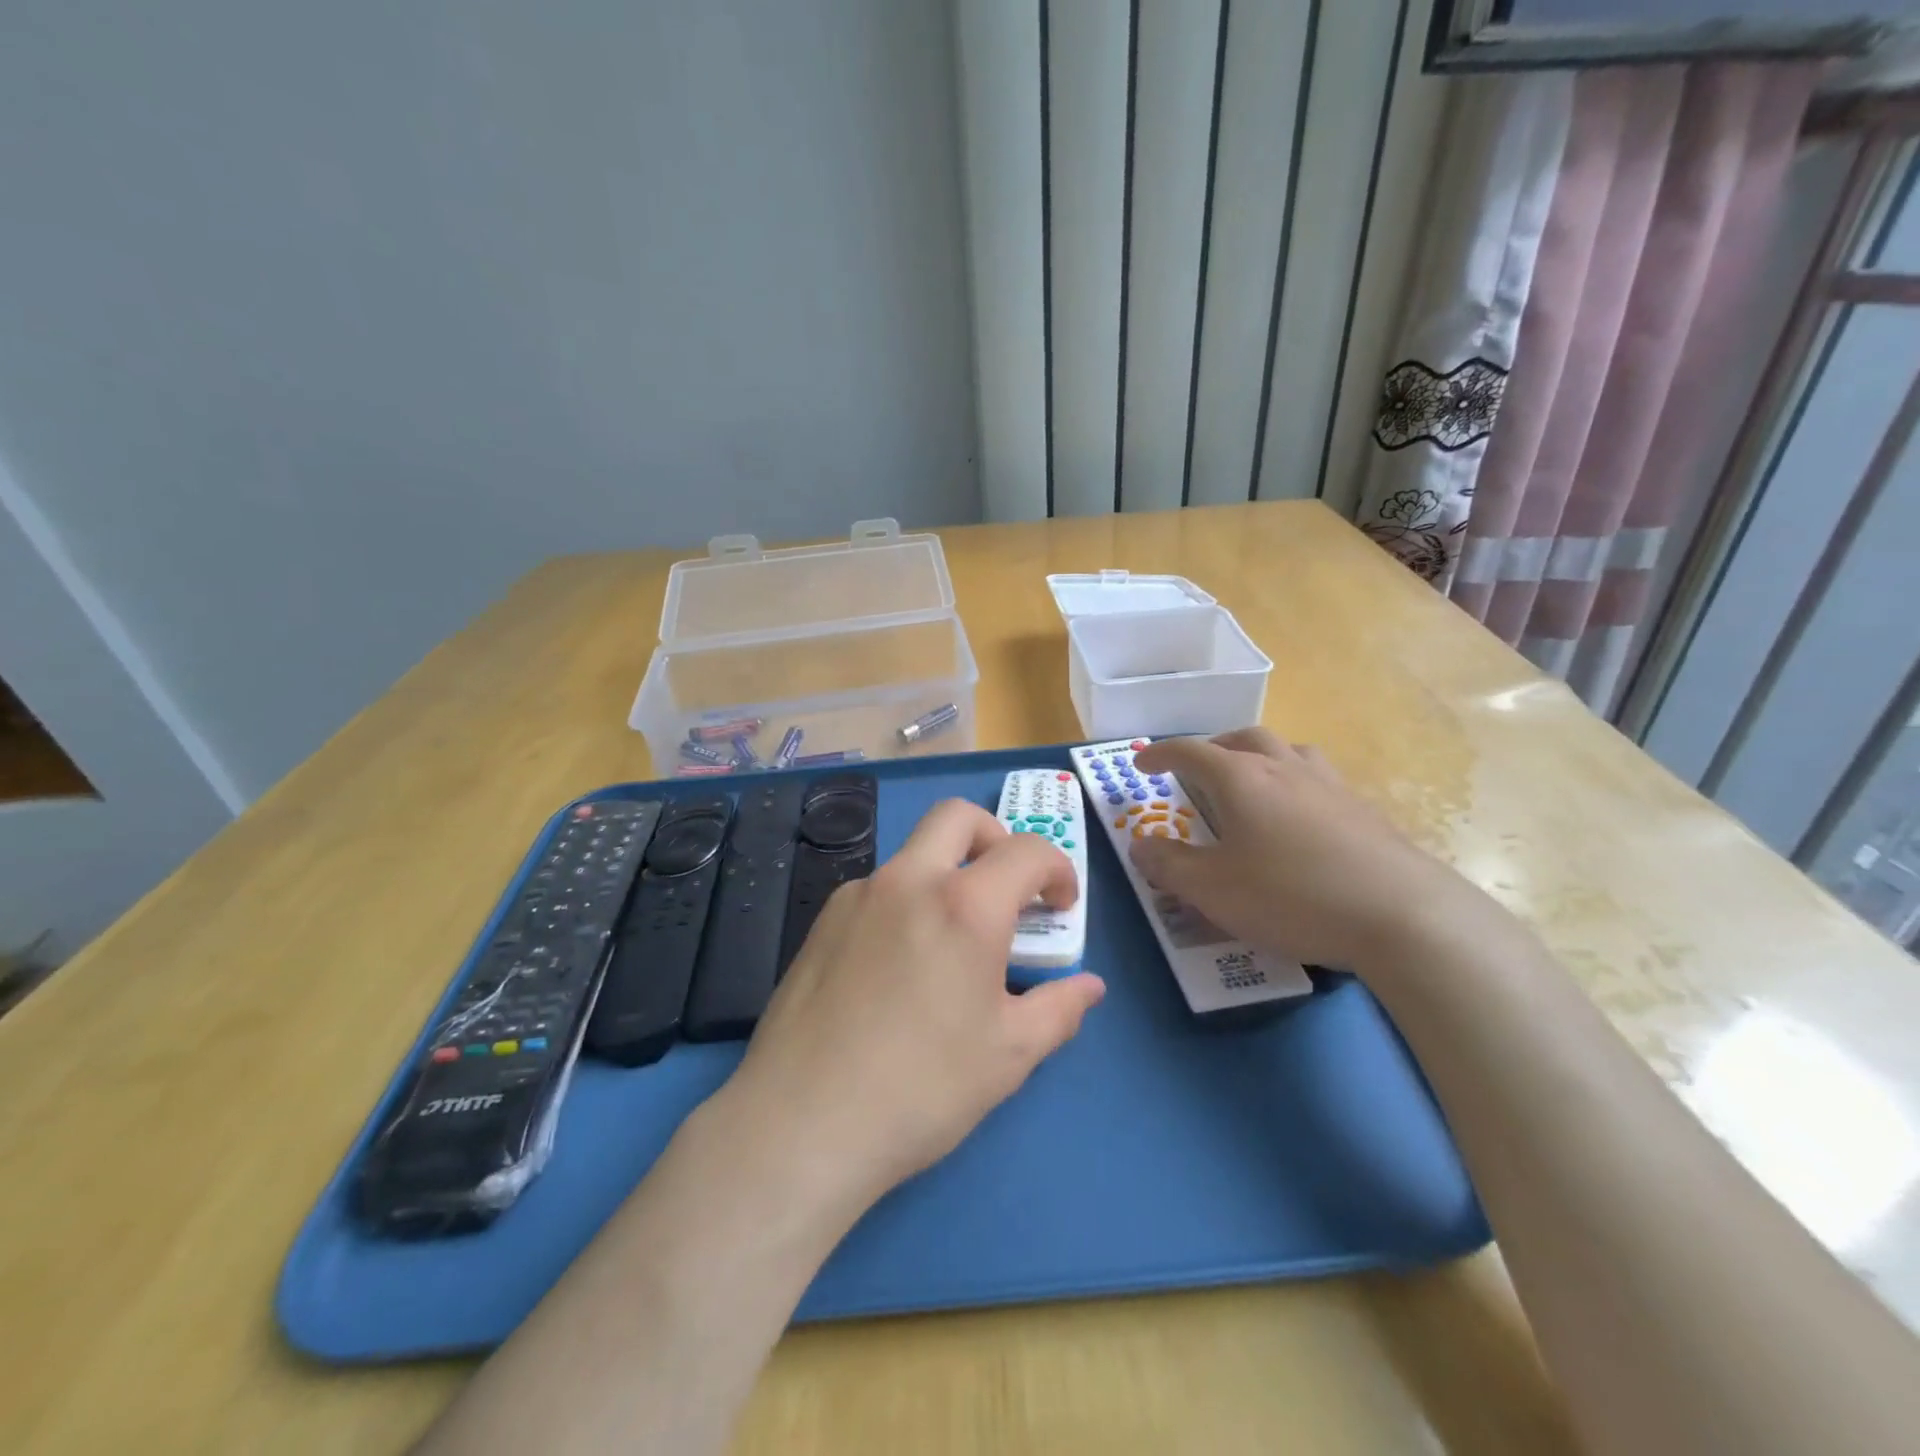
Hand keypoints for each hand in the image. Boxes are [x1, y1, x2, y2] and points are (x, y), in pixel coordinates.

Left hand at [719, 800, 1105, 1213]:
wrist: (802, 1123)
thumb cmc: (922, 1088)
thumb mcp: (1009, 1055)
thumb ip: (1059, 1009)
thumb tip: (1088, 987)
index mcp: (964, 905)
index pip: (1026, 851)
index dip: (1056, 870)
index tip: (1061, 907)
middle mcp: (908, 881)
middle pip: (956, 817)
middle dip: (995, 837)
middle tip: (1006, 889)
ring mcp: (857, 896)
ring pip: (913, 854)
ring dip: (946, 873)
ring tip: (951, 942)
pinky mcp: (822, 921)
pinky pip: (878, 890)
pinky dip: (906, 903)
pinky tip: (900, 966)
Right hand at [1129, 728, 1474, 971]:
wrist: (1402, 916)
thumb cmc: (1291, 896)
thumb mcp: (1212, 890)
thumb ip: (1169, 865)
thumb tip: (1140, 844)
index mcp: (1242, 779)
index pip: (1190, 751)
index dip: (1160, 753)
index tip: (1141, 762)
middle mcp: (1285, 769)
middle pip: (1244, 738)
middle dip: (1212, 747)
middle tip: (1198, 769)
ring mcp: (1330, 786)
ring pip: (1288, 751)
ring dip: (1259, 757)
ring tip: (1252, 782)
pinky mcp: (1364, 810)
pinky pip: (1319, 779)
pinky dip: (1295, 784)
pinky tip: (1300, 819)